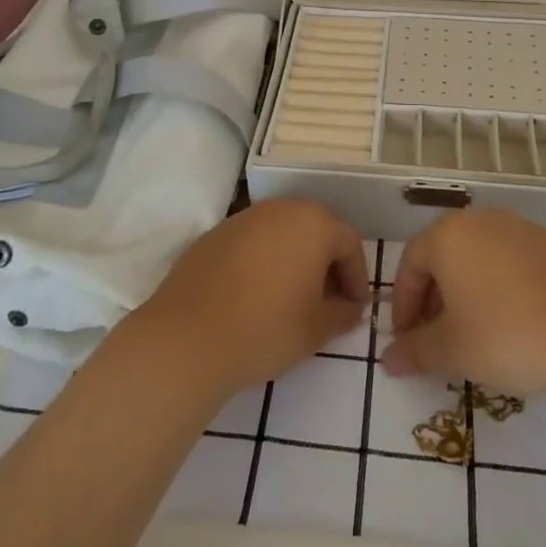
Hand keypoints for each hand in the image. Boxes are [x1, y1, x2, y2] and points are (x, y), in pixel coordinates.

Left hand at [133, 198, 368, 397]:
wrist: (187, 338)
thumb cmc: (266, 328)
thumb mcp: (317, 328)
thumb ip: (344, 313)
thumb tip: (350, 307)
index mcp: (313, 223)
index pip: (349, 243)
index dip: (357, 277)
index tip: (355, 308)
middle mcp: (280, 209)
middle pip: (315, 230)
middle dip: (326, 264)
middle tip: (327, 301)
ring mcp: (242, 218)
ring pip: (281, 234)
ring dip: (294, 260)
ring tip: (291, 299)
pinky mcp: (213, 235)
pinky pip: (251, 243)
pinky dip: (262, 262)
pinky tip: (255, 296)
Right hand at [381, 208, 545, 394]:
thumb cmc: (505, 336)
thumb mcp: (451, 351)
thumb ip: (414, 351)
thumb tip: (388, 359)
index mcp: (448, 236)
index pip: (410, 265)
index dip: (403, 305)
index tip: (407, 340)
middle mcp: (481, 220)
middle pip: (445, 256)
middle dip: (435, 297)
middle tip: (438, 337)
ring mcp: (522, 228)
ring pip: (481, 257)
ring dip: (470, 290)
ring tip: (478, 331)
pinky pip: (515, 263)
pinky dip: (506, 287)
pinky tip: (518, 321)